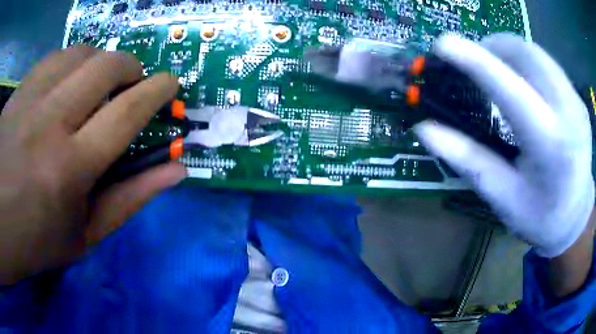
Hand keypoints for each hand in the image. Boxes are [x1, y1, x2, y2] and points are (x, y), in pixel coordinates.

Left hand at [0, 45, 186, 283]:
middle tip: (131, 83)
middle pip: (105, 67)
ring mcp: (29, 100)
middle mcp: (48, 124)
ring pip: (80, 54)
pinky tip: (68, 80)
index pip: (125, 113)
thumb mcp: (83, 235)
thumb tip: (175, 172)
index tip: (170, 82)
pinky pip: (55, 58)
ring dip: (100, 62)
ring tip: (99, 81)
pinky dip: (72, 62)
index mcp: (69, 171)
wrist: (1, 218)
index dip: (155, 91)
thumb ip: (129, 200)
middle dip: (130, 68)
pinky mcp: (18, 90)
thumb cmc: (34, 239)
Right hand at [414, 33, 593, 257]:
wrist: (577, 218)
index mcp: (550, 146)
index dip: (475, 61)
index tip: (443, 44)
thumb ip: (469, 161)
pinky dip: (526, 60)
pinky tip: (522, 80)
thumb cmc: (542, 218)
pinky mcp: (578, 98)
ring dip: (509, 50)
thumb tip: (425, 130)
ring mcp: (576, 101)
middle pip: (526, 54)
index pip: (510, 90)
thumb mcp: (504, 198)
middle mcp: (569, 114)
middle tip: (474, 62)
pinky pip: (547, 63)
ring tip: (495, 68)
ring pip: (536, 51)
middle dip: (493, 47)